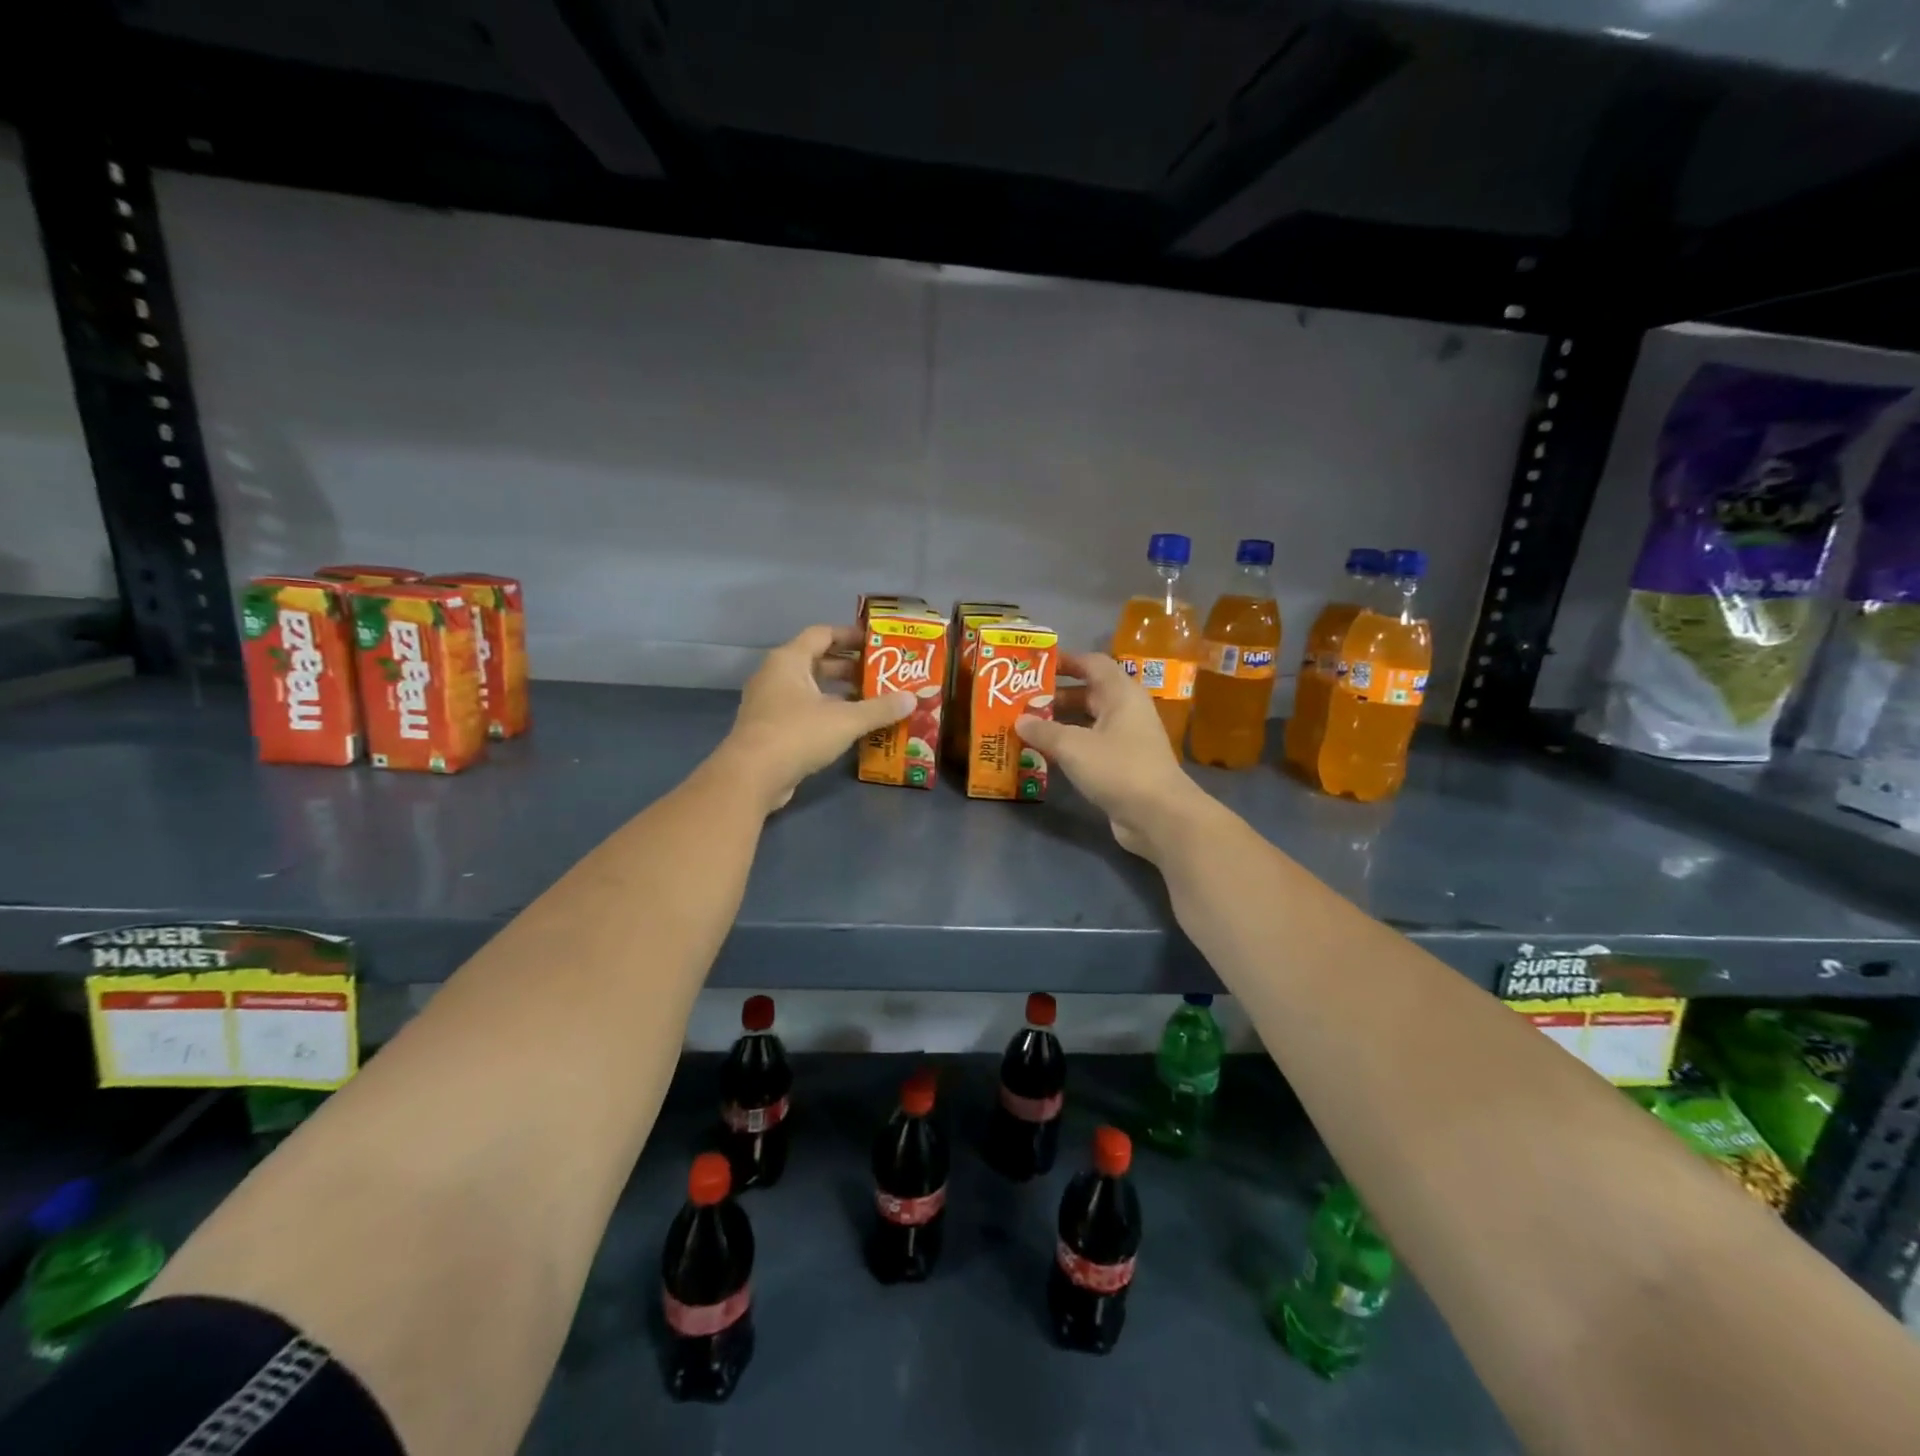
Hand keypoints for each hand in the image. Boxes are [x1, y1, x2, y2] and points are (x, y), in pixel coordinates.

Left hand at [719, 624, 911, 812]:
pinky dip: (826, 713)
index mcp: (789, 660)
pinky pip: (803, 711)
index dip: (850, 635)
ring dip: (839, 693)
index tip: (877, 643)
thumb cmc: (797, 734)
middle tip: (881, 675)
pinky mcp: (770, 729)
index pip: (822, 634)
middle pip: (816, 662)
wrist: (751, 776)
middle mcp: (775, 675)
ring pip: (810, 689)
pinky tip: (850, 727)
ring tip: (872, 701)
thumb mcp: (846, 720)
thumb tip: (912, 699)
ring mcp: (769, 703)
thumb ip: (880, 709)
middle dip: (849, 668)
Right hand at [1016, 652, 1211, 861]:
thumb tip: (1019, 720)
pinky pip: (1090, 746)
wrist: (1159, 816)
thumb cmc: (1118, 768)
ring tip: (1025, 727)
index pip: (1092, 663)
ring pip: (1087, 722)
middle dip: (1054, 696)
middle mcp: (1125, 711)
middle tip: (1020, 701)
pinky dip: (1068, 747)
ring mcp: (1125, 740)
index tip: (1034, 666)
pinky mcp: (1122, 766)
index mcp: (1121, 693)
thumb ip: (1043, 731)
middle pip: (1087, 693)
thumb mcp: (1073, 746)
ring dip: (1058, 723)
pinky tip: (1044, 754)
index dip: (1064, 661)